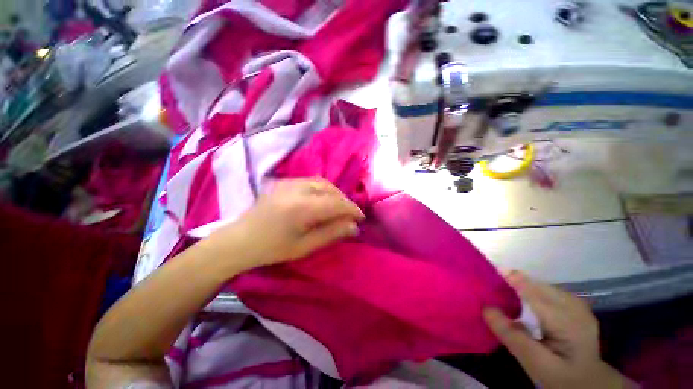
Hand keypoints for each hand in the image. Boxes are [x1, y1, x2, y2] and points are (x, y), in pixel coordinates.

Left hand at [206, 178, 363, 271]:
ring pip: (322, 182)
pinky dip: (322, 189)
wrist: (239, 240)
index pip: (336, 203)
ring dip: (335, 193)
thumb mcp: (304, 247)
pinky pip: (310, 181)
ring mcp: (288, 183)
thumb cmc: (272, 249)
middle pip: (330, 189)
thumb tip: (353, 226)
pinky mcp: (283, 182)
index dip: (352, 209)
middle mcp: (297, 189)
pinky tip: (322, 199)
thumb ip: (331, 233)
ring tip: (338, 206)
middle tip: (350, 214)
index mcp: (302, 208)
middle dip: (344, 201)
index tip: (361, 218)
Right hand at [483, 271, 632, 388]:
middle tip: (490, 288)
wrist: (587, 381)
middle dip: (512, 283)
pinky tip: (523, 300)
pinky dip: (530, 291)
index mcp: (568, 322)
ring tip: (502, 292)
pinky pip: (546, 290)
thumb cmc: (561, 376)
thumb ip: (512, 336)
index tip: (485, 276)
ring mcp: (576, 304)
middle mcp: (575, 306)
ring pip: (540, 285)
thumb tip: (486, 308)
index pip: (535, 293)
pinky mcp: (574, 305)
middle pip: (536, 285)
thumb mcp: (535, 363)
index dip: (510, 280)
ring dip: (520, 286)